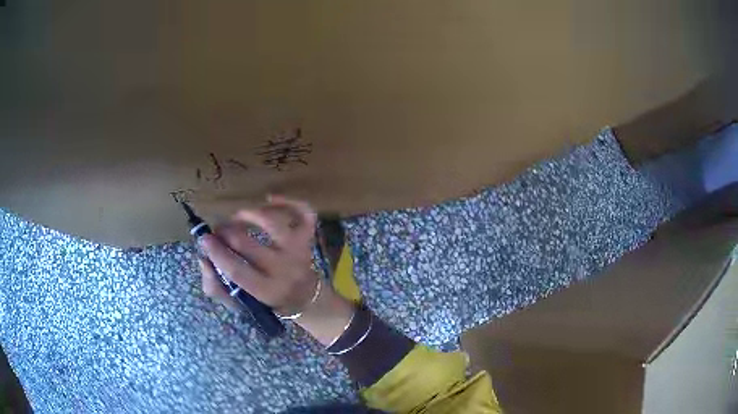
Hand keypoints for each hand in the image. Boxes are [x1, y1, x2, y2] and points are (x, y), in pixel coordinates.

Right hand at [197, 196, 354, 344]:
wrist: (304, 297)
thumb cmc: (266, 300)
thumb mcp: (239, 303)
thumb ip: (217, 287)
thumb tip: (204, 259)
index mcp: (266, 290)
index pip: (237, 270)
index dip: (217, 253)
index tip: (204, 239)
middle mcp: (284, 269)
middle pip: (247, 243)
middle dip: (225, 232)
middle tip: (217, 231)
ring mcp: (298, 251)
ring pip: (273, 222)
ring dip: (249, 214)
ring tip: (237, 217)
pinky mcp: (307, 238)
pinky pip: (303, 213)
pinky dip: (287, 201)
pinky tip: (269, 199)